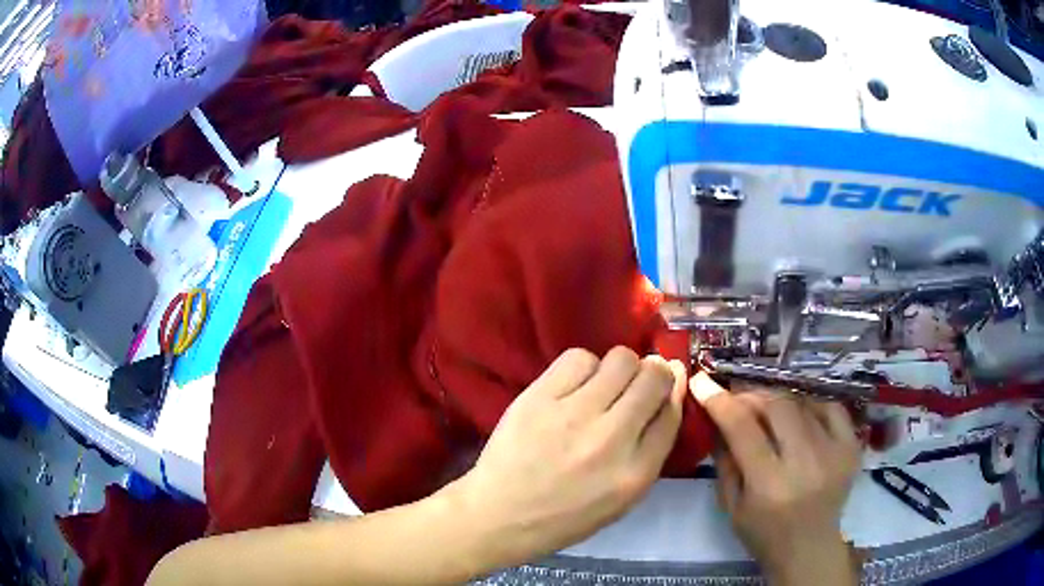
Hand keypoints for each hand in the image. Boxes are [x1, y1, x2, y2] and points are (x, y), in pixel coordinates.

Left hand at [449, 347, 686, 568]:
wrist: (500, 514)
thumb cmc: (565, 516)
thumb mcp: (622, 499)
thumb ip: (651, 449)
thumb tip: (670, 392)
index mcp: (635, 473)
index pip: (672, 412)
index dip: (672, 390)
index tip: (667, 382)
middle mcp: (611, 439)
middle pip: (653, 377)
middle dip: (653, 374)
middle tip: (635, 384)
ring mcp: (573, 415)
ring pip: (621, 359)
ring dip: (620, 368)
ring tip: (603, 386)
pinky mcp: (539, 398)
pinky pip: (578, 358)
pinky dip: (584, 366)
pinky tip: (574, 385)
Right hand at [690, 373, 861, 585]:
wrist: (809, 549)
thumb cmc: (764, 533)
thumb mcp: (731, 506)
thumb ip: (725, 460)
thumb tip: (717, 418)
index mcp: (769, 485)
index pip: (742, 428)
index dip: (720, 400)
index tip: (703, 381)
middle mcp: (805, 463)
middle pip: (777, 406)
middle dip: (752, 396)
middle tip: (739, 400)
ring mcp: (834, 451)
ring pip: (802, 402)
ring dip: (779, 400)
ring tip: (767, 409)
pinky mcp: (852, 446)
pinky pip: (831, 407)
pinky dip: (811, 403)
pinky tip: (800, 413)